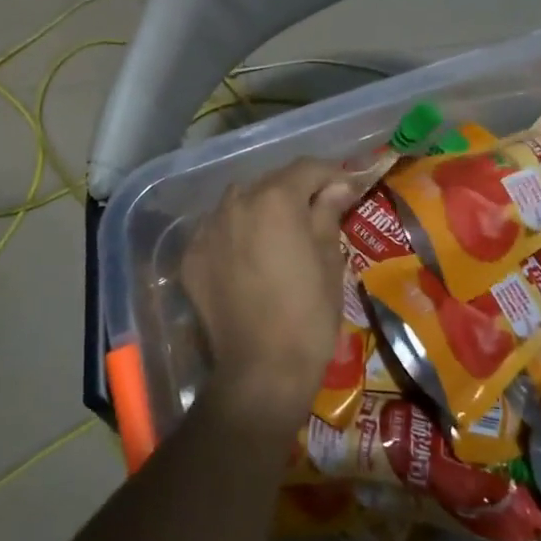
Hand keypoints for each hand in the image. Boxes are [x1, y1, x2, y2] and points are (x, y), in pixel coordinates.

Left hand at [180, 159, 367, 427]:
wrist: (261, 372)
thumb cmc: (308, 315)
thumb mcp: (329, 260)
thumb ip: (327, 213)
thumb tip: (338, 185)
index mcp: (274, 199)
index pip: (306, 169)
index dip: (331, 173)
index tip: (348, 185)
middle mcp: (235, 203)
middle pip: (271, 183)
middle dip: (295, 191)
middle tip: (318, 210)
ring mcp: (208, 229)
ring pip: (239, 203)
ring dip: (261, 208)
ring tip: (280, 233)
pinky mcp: (191, 257)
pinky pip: (218, 231)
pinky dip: (236, 234)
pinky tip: (250, 257)